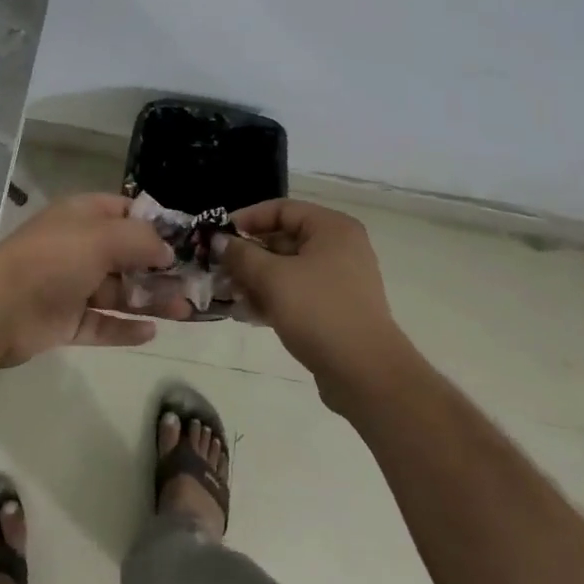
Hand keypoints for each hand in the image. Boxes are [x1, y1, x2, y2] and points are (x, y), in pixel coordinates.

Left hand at [0, 194, 174, 367]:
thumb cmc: (54, 259)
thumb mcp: (103, 237)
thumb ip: (141, 241)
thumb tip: (167, 252)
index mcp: (82, 217)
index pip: (125, 212)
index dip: (154, 224)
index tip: (186, 241)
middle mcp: (78, 248)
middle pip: (126, 256)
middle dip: (159, 269)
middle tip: (193, 285)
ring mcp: (71, 286)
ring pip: (118, 293)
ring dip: (150, 300)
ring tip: (184, 312)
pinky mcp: (65, 322)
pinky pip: (102, 325)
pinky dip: (124, 329)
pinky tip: (151, 333)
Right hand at [214, 199, 415, 409]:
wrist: (365, 374)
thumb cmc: (319, 312)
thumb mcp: (272, 278)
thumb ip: (242, 255)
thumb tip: (219, 241)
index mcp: (331, 228)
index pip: (281, 209)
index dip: (246, 219)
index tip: (218, 237)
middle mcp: (339, 247)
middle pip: (283, 239)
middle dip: (248, 255)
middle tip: (219, 270)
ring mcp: (339, 280)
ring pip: (288, 269)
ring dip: (256, 279)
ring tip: (228, 295)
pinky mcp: (335, 308)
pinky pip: (297, 293)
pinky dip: (273, 298)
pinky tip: (248, 313)